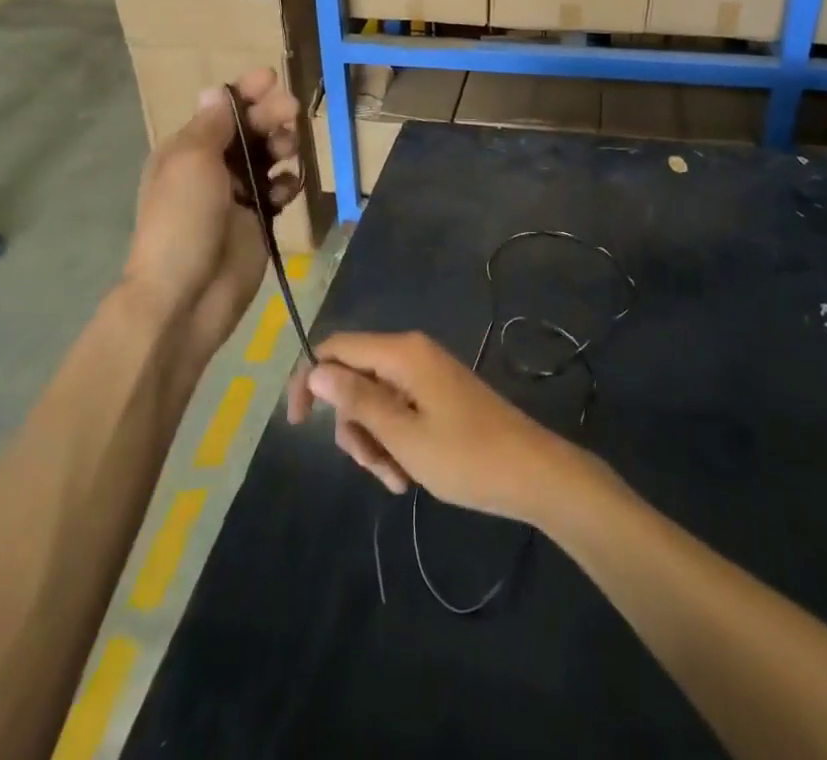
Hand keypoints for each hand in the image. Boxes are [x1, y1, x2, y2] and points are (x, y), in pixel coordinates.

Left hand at [126, 67, 298, 359]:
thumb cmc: (183, 220)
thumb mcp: (191, 162)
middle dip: (270, 116)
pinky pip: (279, 191)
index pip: (220, 110)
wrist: (186, 295)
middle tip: (292, 112)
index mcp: (187, 150)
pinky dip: (286, 185)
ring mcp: (236, 195)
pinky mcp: (258, 220)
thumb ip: (211, 125)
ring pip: (268, 157)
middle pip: (248, 129)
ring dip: (282, 147)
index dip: (245, 92)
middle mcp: (211, 167)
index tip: (272, 78)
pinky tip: (287, 190)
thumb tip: (216, 90)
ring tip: (289, 152)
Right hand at [287, 331, 579, 524]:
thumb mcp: (402, 435)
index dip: (309, 380)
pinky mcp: (438, 395)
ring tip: (397, 480)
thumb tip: (315, 371)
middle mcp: (411, 354)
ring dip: (375, 443)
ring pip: (375, 402)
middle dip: (353, 426)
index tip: (296, 425)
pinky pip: (399, 411)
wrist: (530, 472)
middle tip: (372, 466)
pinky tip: (408, 476)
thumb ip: (357, 400)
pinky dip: (395, 442)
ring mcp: (426, 375)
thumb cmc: (465, 456)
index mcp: (402, 353)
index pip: (336, 348)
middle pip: (355, 379)